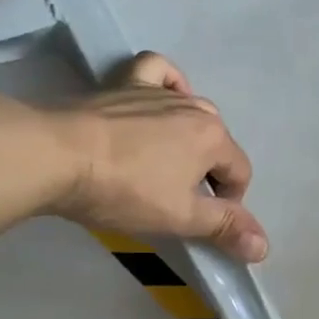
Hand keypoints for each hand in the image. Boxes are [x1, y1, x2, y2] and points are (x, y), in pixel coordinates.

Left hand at [44, 52, 267, 262]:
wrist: (53, 154)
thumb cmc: (125, 190)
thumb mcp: (180, 217)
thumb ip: (226, 228)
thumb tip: (265, 246)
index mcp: (214, 138)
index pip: (240, 174)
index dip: (228, 204)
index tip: (200, 223)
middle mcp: (194, 107)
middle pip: (218, 144)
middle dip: (209, 173)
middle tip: (179, 200)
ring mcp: (158, 91)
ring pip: (191, 111)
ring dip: (190, 138)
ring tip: (166, 163)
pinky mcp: (124, 84)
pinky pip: (158, 71)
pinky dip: (168, 82)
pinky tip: (164, 96)